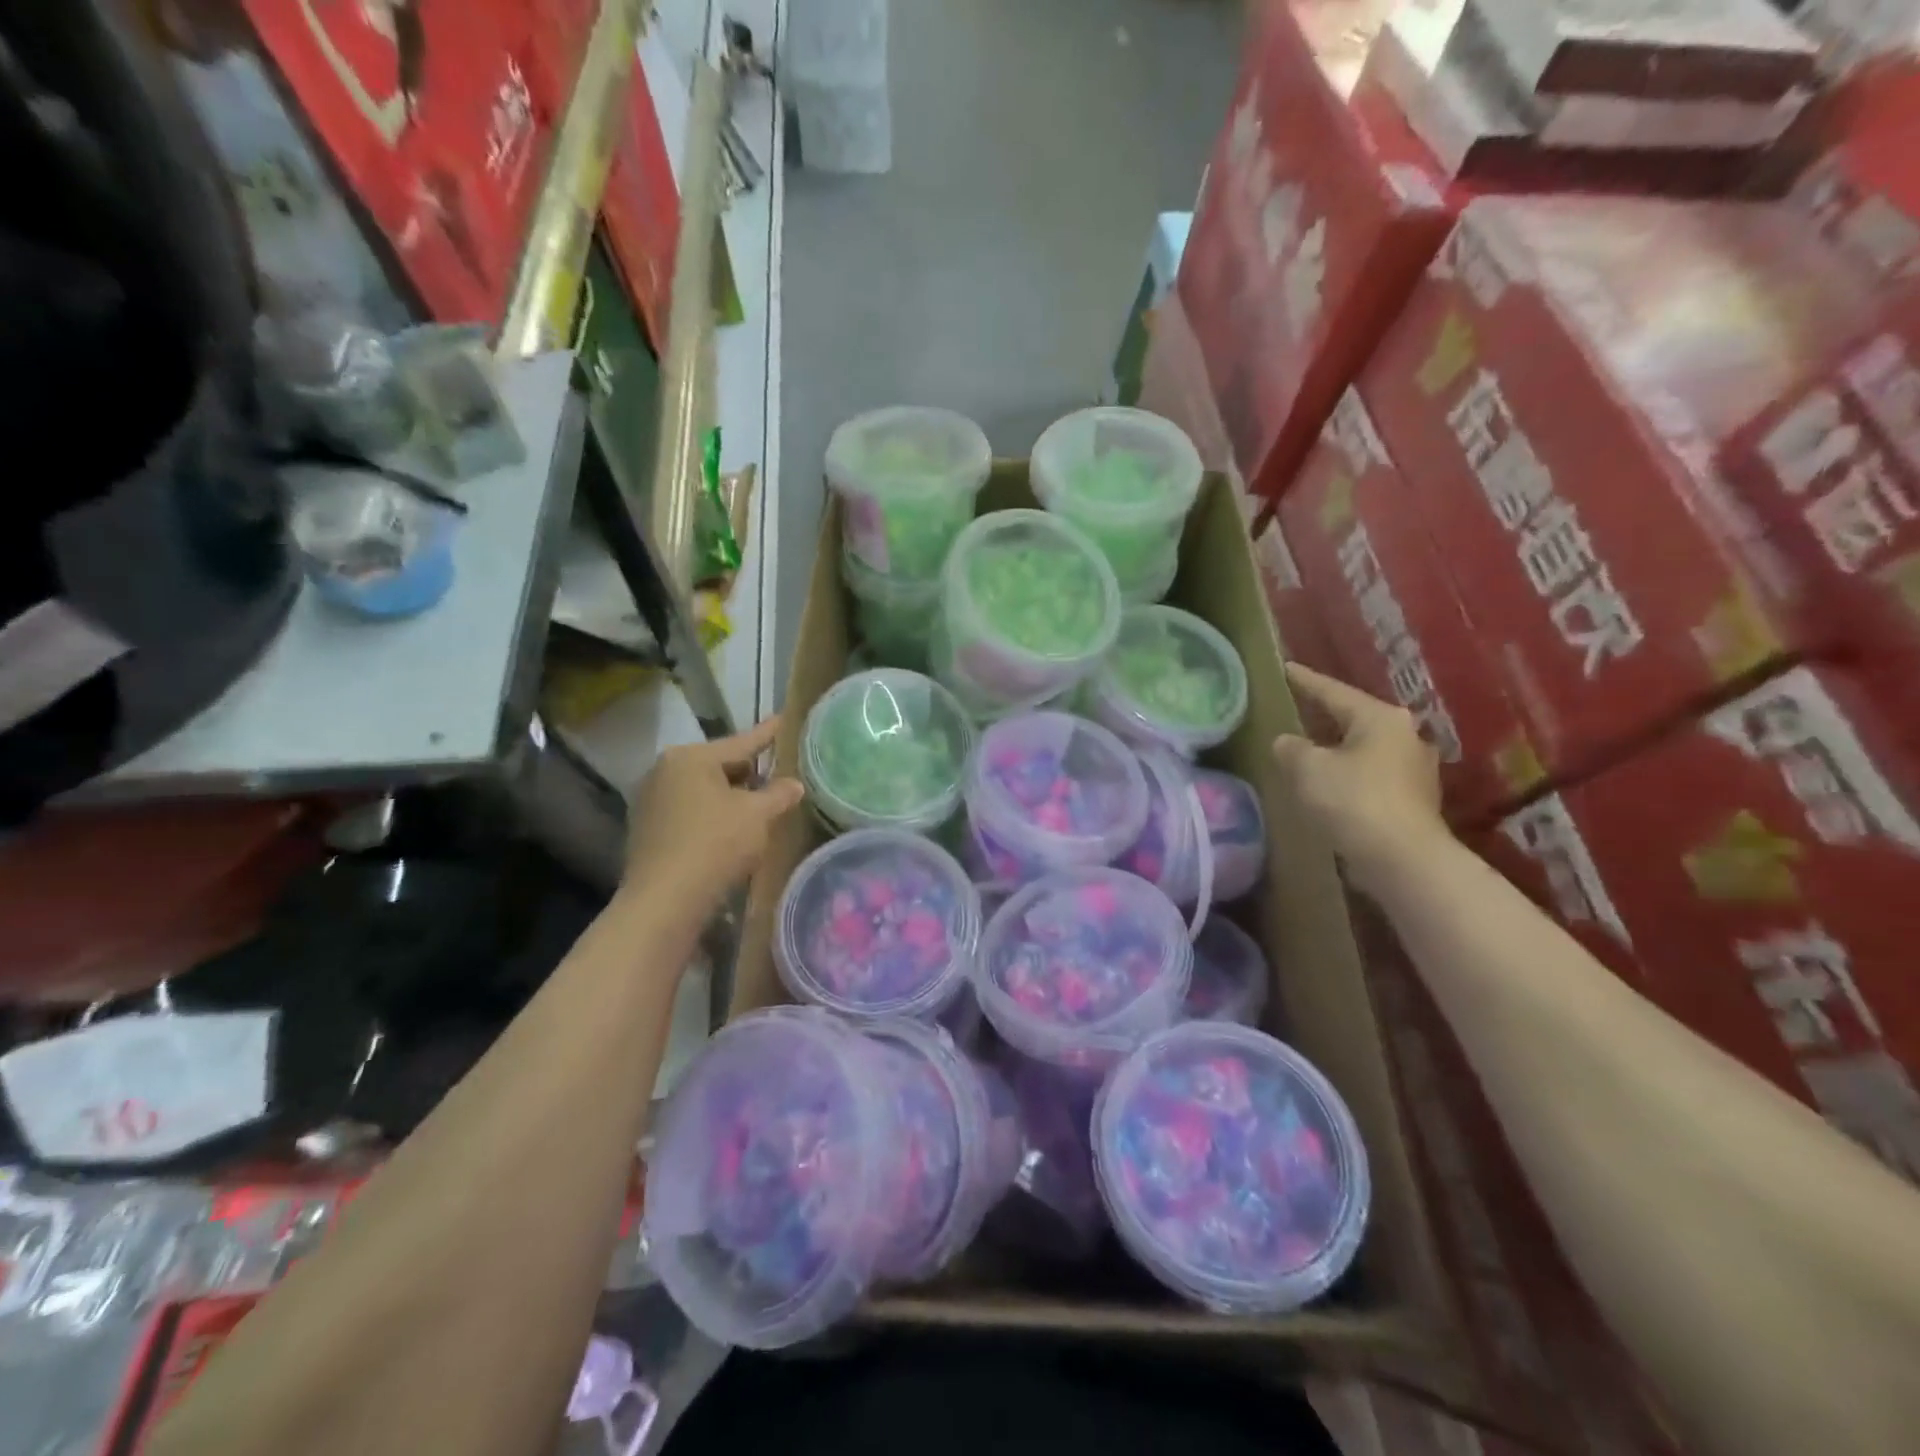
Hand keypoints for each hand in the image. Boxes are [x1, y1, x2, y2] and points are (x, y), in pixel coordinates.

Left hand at [622, 717, 805, 910]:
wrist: (665, 900)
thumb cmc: (716, 844)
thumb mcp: (758, 815)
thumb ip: (779, 794)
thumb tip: (794, 784)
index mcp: (691, 757)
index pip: (741, 742)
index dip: (768, 734)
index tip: (784, 719)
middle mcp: (664, 770)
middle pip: (719, 765)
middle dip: (750, 772)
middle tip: (778, 774)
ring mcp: (651, 800)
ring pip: (704, 790)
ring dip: (730, 796)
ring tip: (759, 805)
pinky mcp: (647, 829)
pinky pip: (690, 811)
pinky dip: (712, 815)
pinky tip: (730, 831)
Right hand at [1272, 663, 1448, 889]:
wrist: (1403, 859)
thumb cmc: (1353, 801)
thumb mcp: (1307, 768)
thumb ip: (1290, 747)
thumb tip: (1288, 742)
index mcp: (1379, 718)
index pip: (1333, 691)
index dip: (1305, 680)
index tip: (1285, 667)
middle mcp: (1404, 735)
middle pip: (1354, 718)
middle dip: (1325, 715)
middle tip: (1298, 708)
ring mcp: (1414, 768)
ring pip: (1364, 747)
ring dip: (1338, 748)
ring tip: (1310, 749)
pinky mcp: (1413, 798)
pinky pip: (1371, 774)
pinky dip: (1349, 773)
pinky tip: (1331, 783)